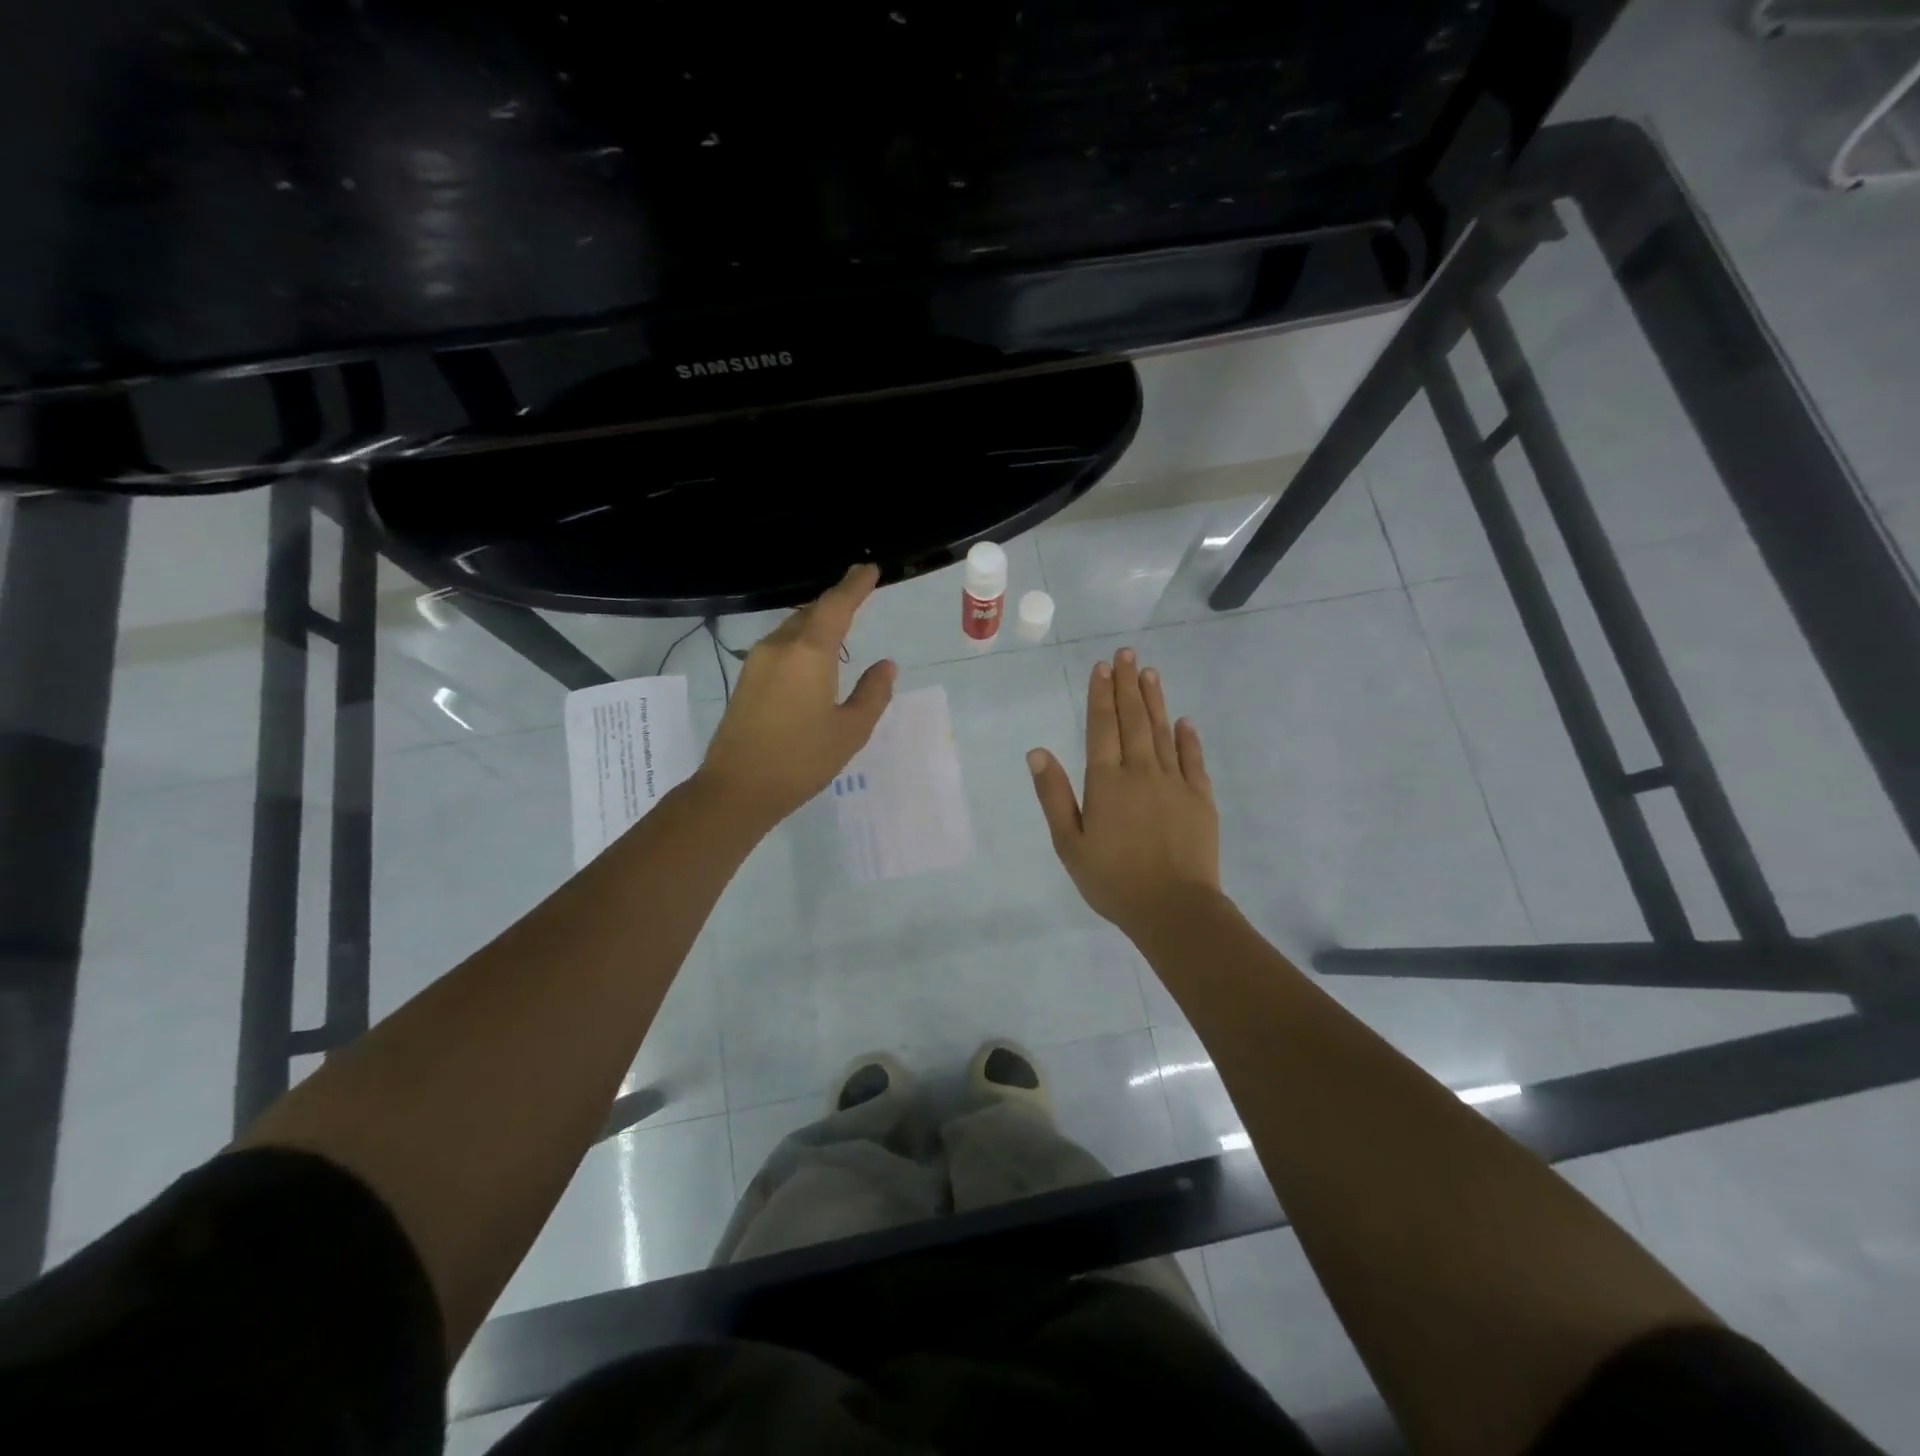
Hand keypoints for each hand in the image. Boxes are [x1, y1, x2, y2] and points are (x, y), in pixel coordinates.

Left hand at [697, 564, 896, 830]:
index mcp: (809, 653)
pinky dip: (802, 640)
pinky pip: (780, 645)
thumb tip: (886, 666)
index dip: (855, 585)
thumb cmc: (801, 760)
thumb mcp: (850, 731)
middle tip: (859, 595)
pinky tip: (812, 659)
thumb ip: (872, 693)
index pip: (836, 605)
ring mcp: (758, 661)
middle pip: (812, 612)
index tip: (869, 569)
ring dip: (817, 622)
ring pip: (793, 628)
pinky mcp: (747, 679)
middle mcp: (780, 647)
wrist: (736, 789)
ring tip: (839, 627)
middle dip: (836, 602)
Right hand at [1027, 648, 1221, 939]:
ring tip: (1149, 672)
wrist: (1174, 909)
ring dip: (1154, 700)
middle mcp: (1141, 771)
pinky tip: (1183, 721)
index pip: (1102, 727)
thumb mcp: (1069, 843)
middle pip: (1133, 720)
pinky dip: (1187, 737)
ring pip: (1162, 731)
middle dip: (1127, 684)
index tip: (1101, 667)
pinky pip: (1193, 759)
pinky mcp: (1200, 798)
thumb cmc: (1113, 880)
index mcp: (1106, 782)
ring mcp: (1175, 782)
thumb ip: (1054, 795)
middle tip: (1126, 654)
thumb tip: (1037, 752)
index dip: (1100, 695)